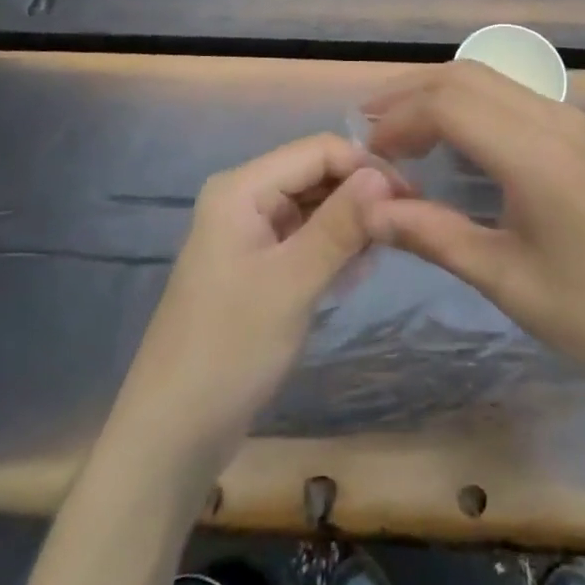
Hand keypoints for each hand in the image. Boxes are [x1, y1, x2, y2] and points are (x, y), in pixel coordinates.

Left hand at [108, 135, 396, 475]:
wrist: (173, 434)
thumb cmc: (230, 350)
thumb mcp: (292, 284)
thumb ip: (339, 225)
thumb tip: (385, 175)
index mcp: (242, 188)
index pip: (318, 150)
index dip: (366, 166)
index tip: (410, 198)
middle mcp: (244, 198)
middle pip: (316, 174)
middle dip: (360, 195)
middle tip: (403, 230)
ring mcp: (250, 232)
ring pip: (314, 206)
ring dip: (350, 224)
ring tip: (380, 256)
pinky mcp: (258, 264)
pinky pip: (305, 237)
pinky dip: (333, 249)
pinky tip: (354, 275)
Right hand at [360, 62, 584, 395]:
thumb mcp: (505, 279)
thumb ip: (433, 235)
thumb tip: (369, 211)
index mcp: (532, 151)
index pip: (447, 104)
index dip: (398, 120)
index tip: (367, 156)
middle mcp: (551, 119)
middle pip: (466, 76)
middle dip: (411, 93)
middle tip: (369, 126)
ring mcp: (570, 122)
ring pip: (490, 80)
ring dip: (440, 93)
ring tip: (400, 128)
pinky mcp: (580, 135)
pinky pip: (511, 97)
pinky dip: (470, 103)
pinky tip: (454, 138)